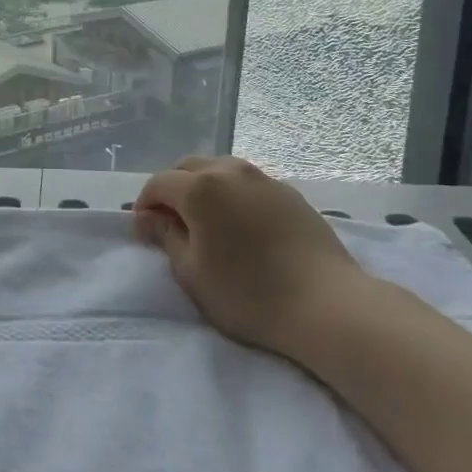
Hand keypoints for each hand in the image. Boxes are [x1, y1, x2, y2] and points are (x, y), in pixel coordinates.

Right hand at [134, 155, 368, 358]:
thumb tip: (149, 218)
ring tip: (206, 221)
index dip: (145, 204)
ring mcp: (264, 179)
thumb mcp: (192, 273)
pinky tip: (240, 224)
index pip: (159, 184)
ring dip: (203, 186)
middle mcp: (230, 171)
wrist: (327, 304)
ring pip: (220, 169)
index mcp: (200, 188)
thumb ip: (167, 237)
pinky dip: (232, 193)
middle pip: (188, 167)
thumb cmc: (249, 293)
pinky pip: (247, 182)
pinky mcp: (290, 193)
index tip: (144, 230)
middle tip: (171, 222)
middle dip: (172, 188)